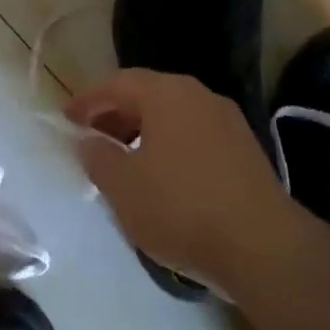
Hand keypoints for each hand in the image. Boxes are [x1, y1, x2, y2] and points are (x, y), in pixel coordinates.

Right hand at [65, 69, 293, 292]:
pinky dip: (169, 146)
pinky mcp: (245, 150)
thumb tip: (89, 141)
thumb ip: (98, 157)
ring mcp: (227, 121)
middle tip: (91, 140)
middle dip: (115, 115)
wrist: (262, 246)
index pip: (117, 83)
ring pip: (173, 116)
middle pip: (147, 95)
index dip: (88, 100)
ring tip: (123, 162)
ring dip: (142, 132)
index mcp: (167, 93)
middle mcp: (199, 96)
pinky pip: (194, 135)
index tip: (67, 120)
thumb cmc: (181, 207)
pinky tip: (161, 178)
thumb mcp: (123, 186)